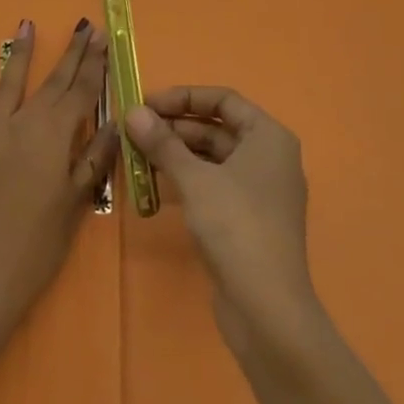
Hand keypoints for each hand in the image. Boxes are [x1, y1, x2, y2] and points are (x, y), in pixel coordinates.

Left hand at [0, 19, 116, 343]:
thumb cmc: (39, 244)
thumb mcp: (77, 202)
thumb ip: (94, 157)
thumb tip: (113, 122)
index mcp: (54, 136)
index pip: (80, 92)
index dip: (93, 64)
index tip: (102, 37)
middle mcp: (22, 123)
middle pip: (51, 82)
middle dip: (70, 53)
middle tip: (82, 26)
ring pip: (8, 84)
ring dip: (20, 54)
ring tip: (27, 24)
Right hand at [123, 87, 320, 355]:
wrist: (267, 306)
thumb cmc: (236, 226)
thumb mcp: (194, 179)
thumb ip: (163, 143)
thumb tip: (133, 112)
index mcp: (269, 137)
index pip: (224, 100)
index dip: (184, 97)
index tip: (147, 104)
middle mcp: (269, 157)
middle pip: (218, 128)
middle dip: (175, 127)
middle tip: (134, 131)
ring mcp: (260, 190)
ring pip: (213, 158)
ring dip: (177, 154)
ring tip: (138, 155)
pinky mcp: (248, 219)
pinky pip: (214, 185)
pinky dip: (187, 179)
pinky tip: (156, 184)